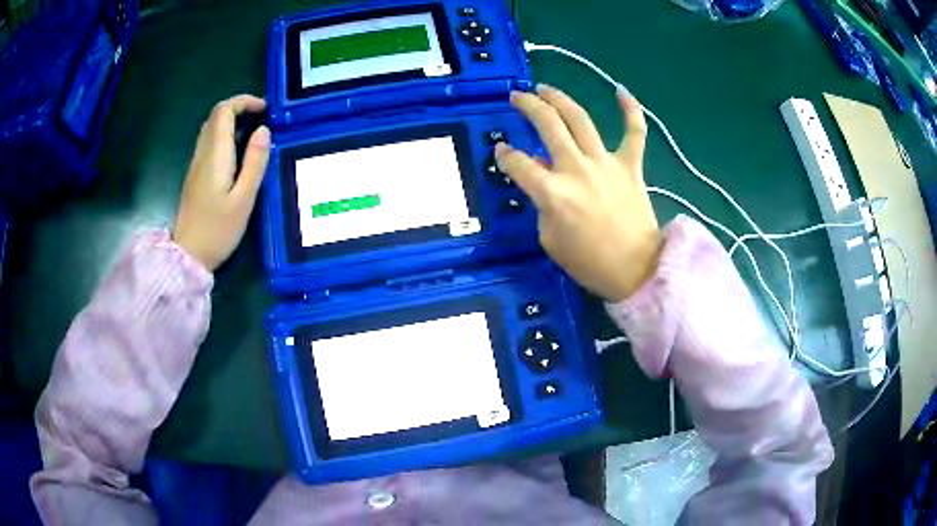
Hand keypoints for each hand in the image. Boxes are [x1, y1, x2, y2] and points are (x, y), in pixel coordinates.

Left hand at [173, 95, 270, 271]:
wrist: (188, 255)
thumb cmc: (218, 230)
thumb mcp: (244, 199)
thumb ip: (255, 162)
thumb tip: (264, 131)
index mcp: (215, 155)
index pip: (224, 111)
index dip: (244, 102)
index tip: (265, 110)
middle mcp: (202, 153)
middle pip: (216, 115)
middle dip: (239, 108)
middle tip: (262, 119)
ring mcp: (196, 164)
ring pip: (211, 128)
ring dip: (231, 121)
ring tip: (253, 133)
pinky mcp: (195, 175)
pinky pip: (209, 143)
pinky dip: (225, 136)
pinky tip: (238, 153)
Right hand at [495, 85, 659, 301]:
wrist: (637, 271)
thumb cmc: (590, 264)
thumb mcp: (550, 241)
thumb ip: (542, 206)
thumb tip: (543, 182)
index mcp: (553, 193)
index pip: (519, 164)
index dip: (505, 156)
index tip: (501, 152)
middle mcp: (577, 169)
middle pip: (548, 125)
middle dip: (528, 105)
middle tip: (517, 97)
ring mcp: (606, 163)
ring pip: (580, 119)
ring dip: (559, 98)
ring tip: (545, 88)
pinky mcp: (631, 166)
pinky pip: (634, 132)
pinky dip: (630, 110)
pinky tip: (621, 91)